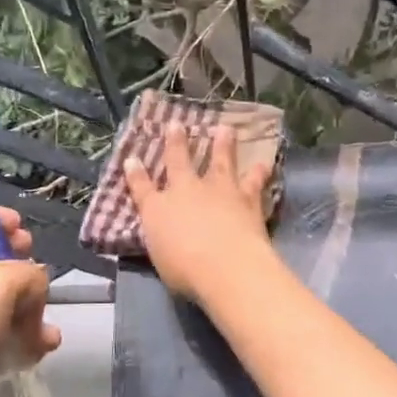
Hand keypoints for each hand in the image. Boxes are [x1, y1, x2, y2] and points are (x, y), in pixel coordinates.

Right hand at [125, 123, 274, 302]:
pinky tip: (265, 163)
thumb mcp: (161, 259)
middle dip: (176, 143)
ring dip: (223, 144)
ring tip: (226, 129)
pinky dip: (260, 172)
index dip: (135, 173)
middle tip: (176, 125)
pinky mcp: (246, 198)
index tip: (131, 159)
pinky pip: (254, 181)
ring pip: (220, 161)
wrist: (225, 265)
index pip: (142, 188)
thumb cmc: (185, 271)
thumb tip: (164, 235)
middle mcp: (185, 191)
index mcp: (157, 210)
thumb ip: (163, 242)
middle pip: (178, 161)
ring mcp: (218, 191)